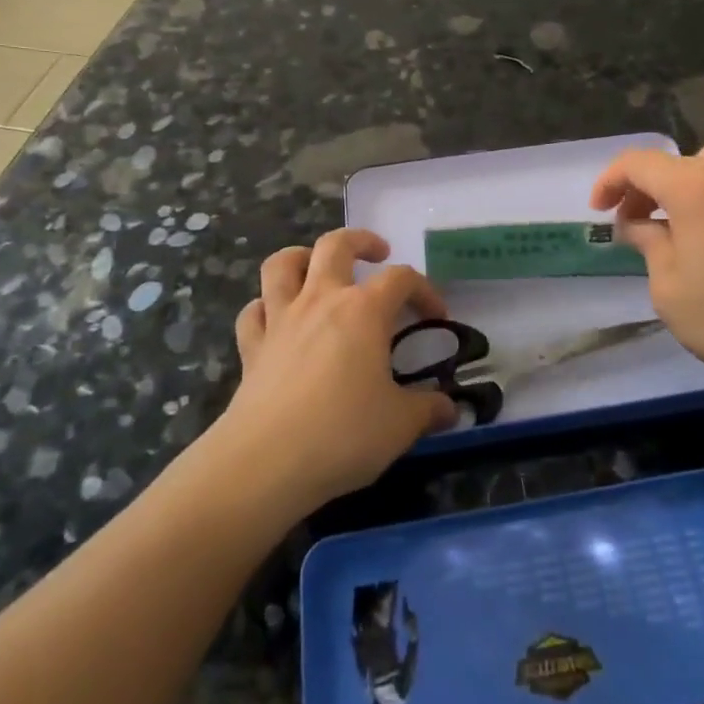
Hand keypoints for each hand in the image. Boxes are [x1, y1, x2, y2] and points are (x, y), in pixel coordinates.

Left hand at [222, 229, 457, 506]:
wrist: (266, 462)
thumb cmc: (343, 434)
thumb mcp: (400, 425)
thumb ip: (428, 410)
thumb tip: (451, 409)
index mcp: (363, 311)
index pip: (402, 278)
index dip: (425, 290)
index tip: (437, 316)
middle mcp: (320, 300)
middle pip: (336, 245)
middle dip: (360, 241)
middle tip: (377, 254)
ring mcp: (280, 320)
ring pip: (282, 264)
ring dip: (301, 257)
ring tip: (316, 268)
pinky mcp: (252, 347)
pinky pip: (254, 311)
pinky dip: (265, 307)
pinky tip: (276, 320)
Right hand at [590, 143, 703, 393]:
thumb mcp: (668, 286)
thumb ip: (648, 242)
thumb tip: (637, 224)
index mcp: (695, 187)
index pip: (639, 163)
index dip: (611, 181)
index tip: (600, 210)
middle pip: (680, 162)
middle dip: (652, 185)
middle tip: (641, 220)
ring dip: (693, 186)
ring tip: (687, 223)